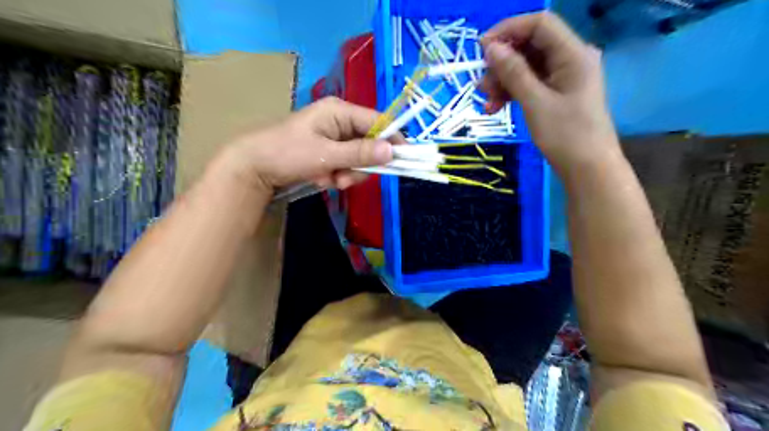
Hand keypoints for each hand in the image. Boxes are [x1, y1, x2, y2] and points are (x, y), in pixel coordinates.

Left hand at [217, 96, 393, 194]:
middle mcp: (339, 121)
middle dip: (360, 165)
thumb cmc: (287, 153)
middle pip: (369, 143)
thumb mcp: (326, 155)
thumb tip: (392, 151)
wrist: (253, 168)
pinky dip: (337, 176)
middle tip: (346, 178)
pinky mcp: (328, 151)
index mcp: (339, 111)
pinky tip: (322, 179)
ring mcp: (333, 137)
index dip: (392, 139)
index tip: (403, 159)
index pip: (378, 121)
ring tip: (330, 180)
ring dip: (348, 173)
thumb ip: (360, 153)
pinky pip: (345, 165)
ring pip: (358, 158)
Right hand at [480, 14, 624, 174]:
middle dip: (502, 63)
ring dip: (503, 81)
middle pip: (530, 46)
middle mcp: (570, 59)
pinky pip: (530, 84)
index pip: (539, 24)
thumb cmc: (565, 135)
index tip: (481, 49)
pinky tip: (495, 107)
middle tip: (481, 85)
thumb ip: (513, 72)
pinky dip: (512, 93)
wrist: (587, 168)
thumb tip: (491, 48)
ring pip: (527, 67)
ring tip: (486, 101)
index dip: (508, 30)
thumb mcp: (535, 103)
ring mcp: (564, 77)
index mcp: (573, 54)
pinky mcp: (557, 94)